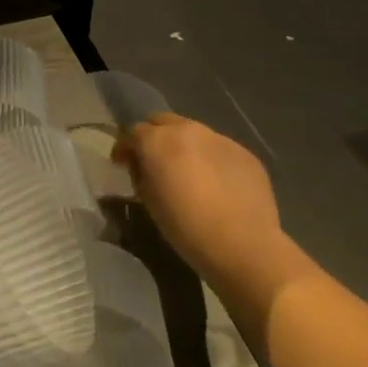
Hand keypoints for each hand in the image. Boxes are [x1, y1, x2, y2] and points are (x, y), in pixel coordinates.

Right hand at [114, 115, 293, 291]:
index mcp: (158, 140)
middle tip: (153, 161)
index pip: (132, 132)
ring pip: (192, 132)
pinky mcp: (245, 153)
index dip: (124, 148)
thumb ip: (140, 172)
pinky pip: (218, 149)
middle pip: (162, 121)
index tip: (122, 164)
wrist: (242, 245)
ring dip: (183, 146)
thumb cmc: (185, 225)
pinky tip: (214, 182)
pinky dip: (209, 158)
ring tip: (186, 171)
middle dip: (153, 136)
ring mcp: (220, 139)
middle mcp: (188, 130)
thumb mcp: (147, 199)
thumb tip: (144, 165)